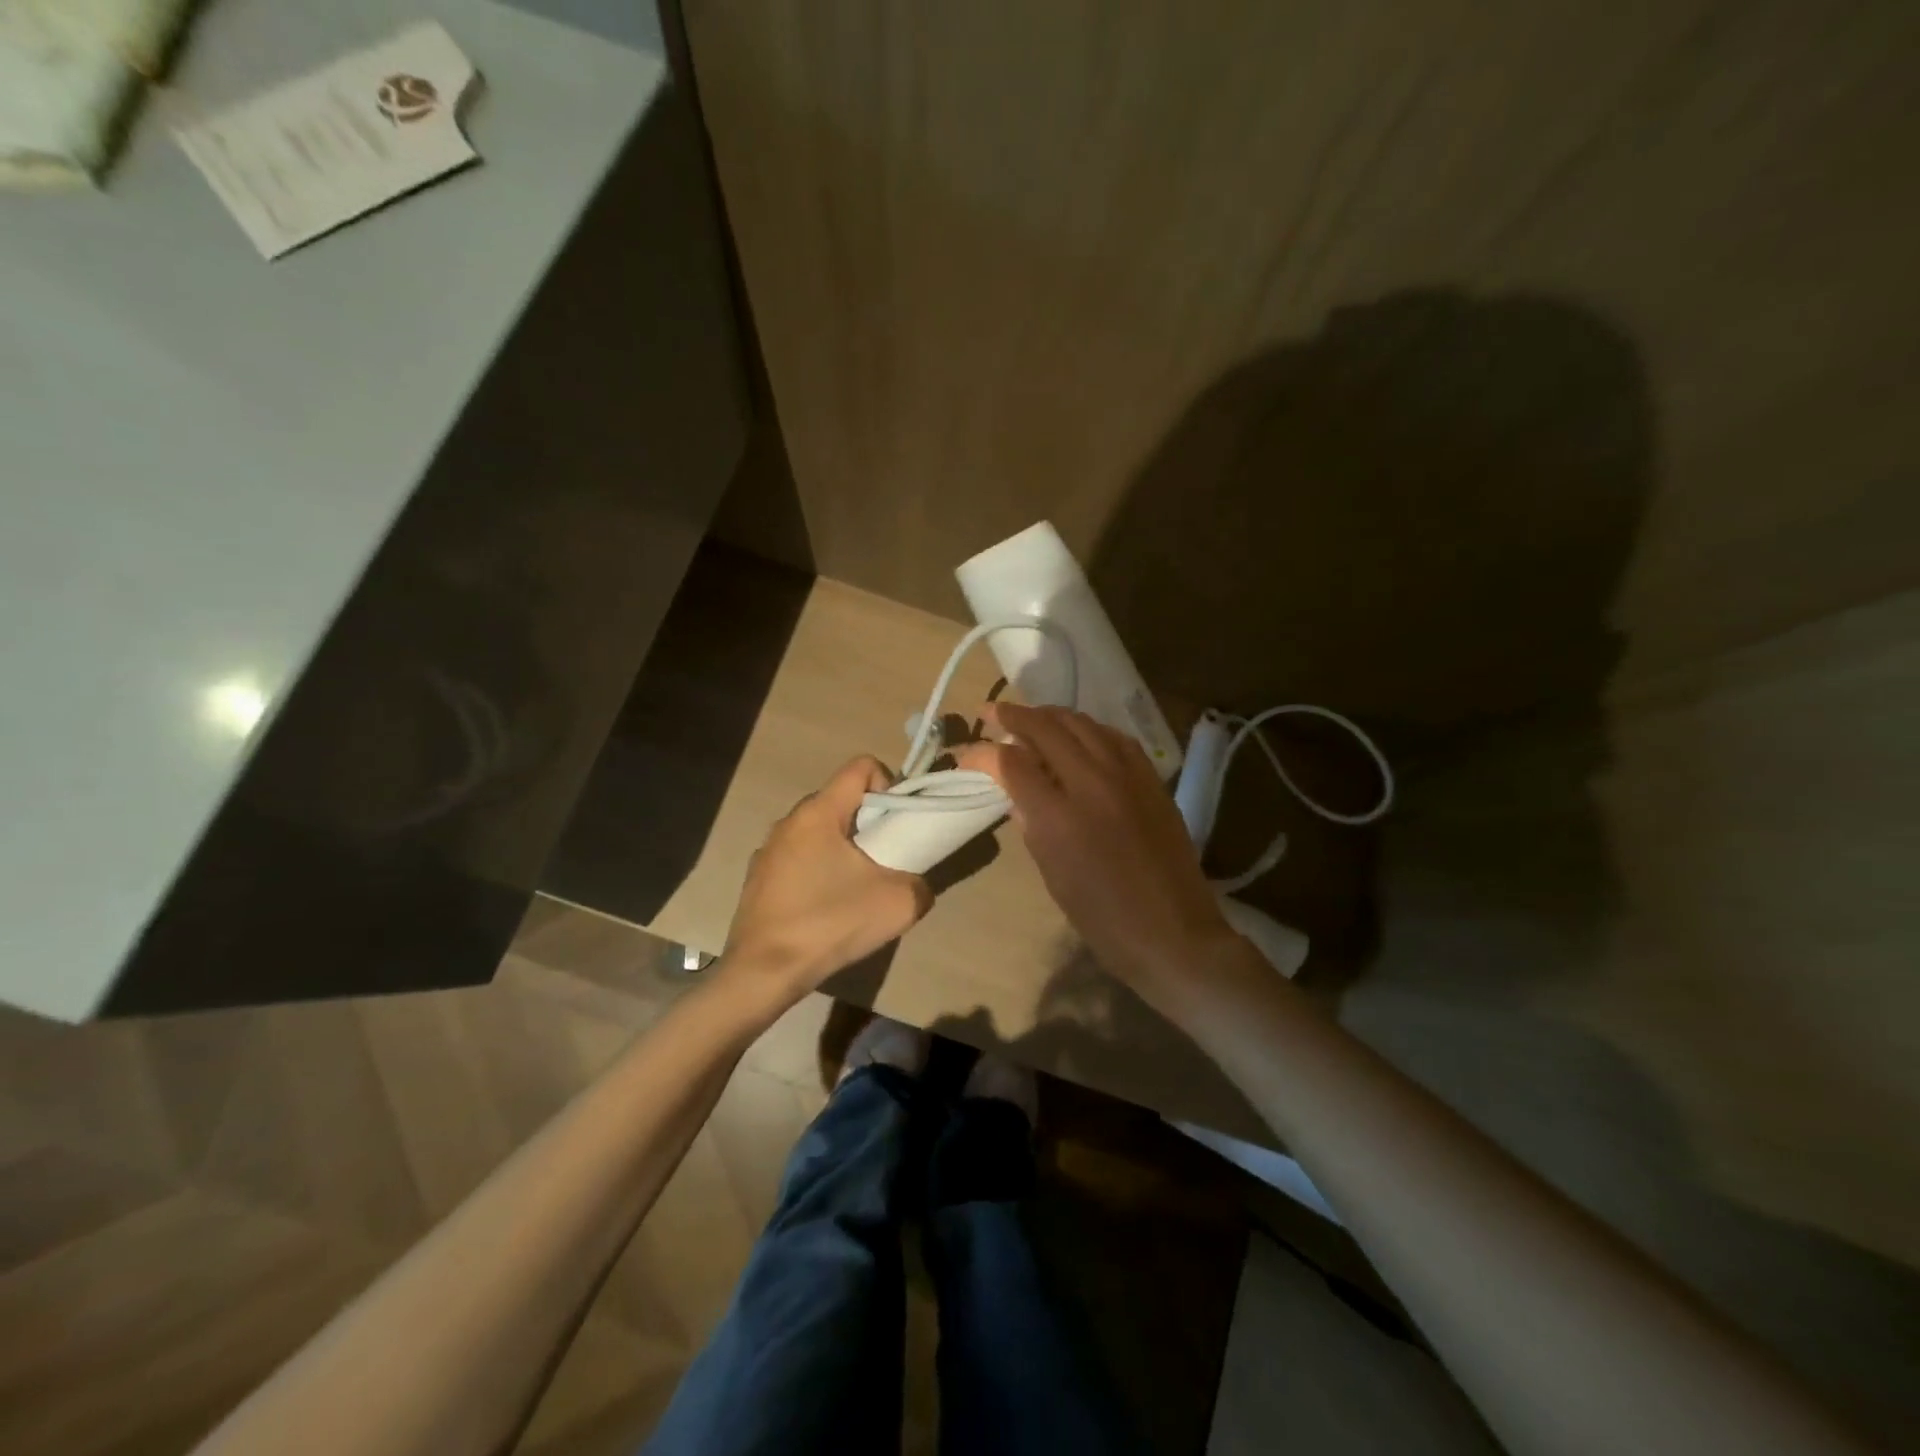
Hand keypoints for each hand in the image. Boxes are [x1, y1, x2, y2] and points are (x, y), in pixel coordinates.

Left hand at [721, 756, 933, 999]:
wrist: (763, 973)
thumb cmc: (829, 924)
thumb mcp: (898, 904)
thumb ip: (920, 883)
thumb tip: (915, 884)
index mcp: (818, 812)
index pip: (861, 766)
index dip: (889, 784)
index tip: (896, 825)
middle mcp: (789, 820)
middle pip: (841, 800)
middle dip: (868, 822)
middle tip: (884, 860)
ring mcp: (768, 849)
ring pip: (819, 830)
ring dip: (844, 848)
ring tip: (855, 889)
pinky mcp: (758, 877)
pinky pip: (799, 857)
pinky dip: (819, 870)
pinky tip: (825, 908)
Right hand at [956, 703, 1235, 1001]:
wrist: (1173, 934)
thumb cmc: (1102, 918)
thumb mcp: (1052, 874)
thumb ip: (1030, 823)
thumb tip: (1016, 790)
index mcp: (1060, 816)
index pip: (1011, 762)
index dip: (982, 753)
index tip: (966, 755)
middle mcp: (1093, 783)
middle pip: (1047, 728)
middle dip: (1013, 715)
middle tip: (992, 712)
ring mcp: (1128, 776)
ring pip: (1083, 723)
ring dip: (1051, 716)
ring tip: (1032, 718)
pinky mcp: (1152, 779)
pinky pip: (1115, 737)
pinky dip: (1089, 729)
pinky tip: (1080, 735)